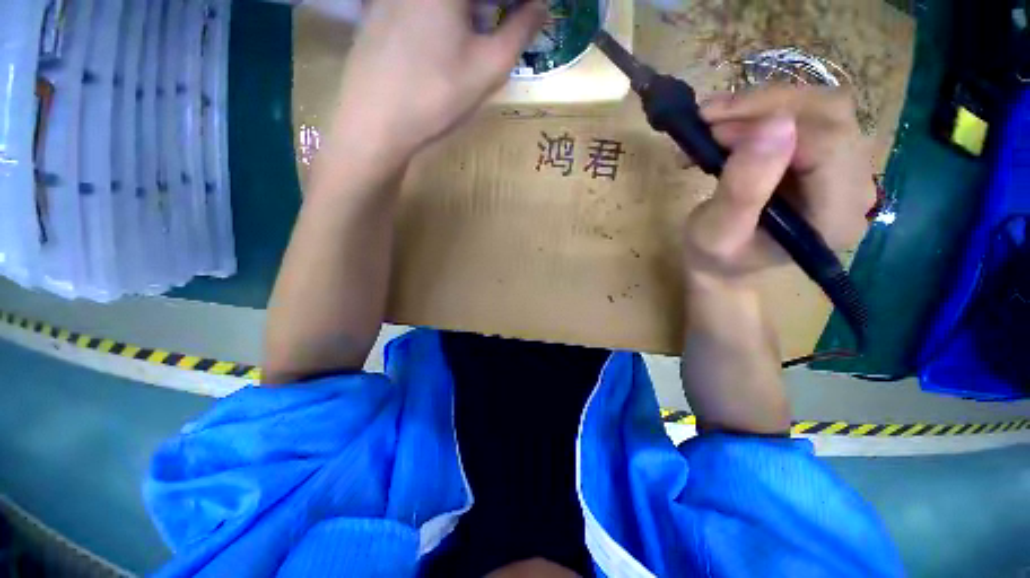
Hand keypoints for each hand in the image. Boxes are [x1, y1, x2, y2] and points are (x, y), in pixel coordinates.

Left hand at [331, 0, 546, 161]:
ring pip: (446, 3)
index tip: (526, 18)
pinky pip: (421, 7)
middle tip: (508, 24)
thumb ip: (521, 31)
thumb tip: (541, 6)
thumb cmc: (436, 96)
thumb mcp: (488, 68)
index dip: (518, 6)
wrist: (375, 122)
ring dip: (471, 14)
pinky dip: (443, 17)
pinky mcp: (378, 7)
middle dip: (494, 9)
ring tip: (481, 31)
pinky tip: (444, 41)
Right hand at [683, 87, 875, 279]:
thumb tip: (775, 124)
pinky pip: (808, 115)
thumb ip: (743, 190)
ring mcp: (848, 169)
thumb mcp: (716, 233)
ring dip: (761, 104)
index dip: (771, 123)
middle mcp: (855, 188)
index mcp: (833, 218)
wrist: (723, 264)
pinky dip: (763, 111)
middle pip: (831, 116)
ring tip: (712, 121)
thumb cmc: (715, 257)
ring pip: (820, 106)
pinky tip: (730, 126)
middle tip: (708, 118)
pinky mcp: (831, 158)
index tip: (713, 130)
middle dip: (764, 106)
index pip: (827, 144)